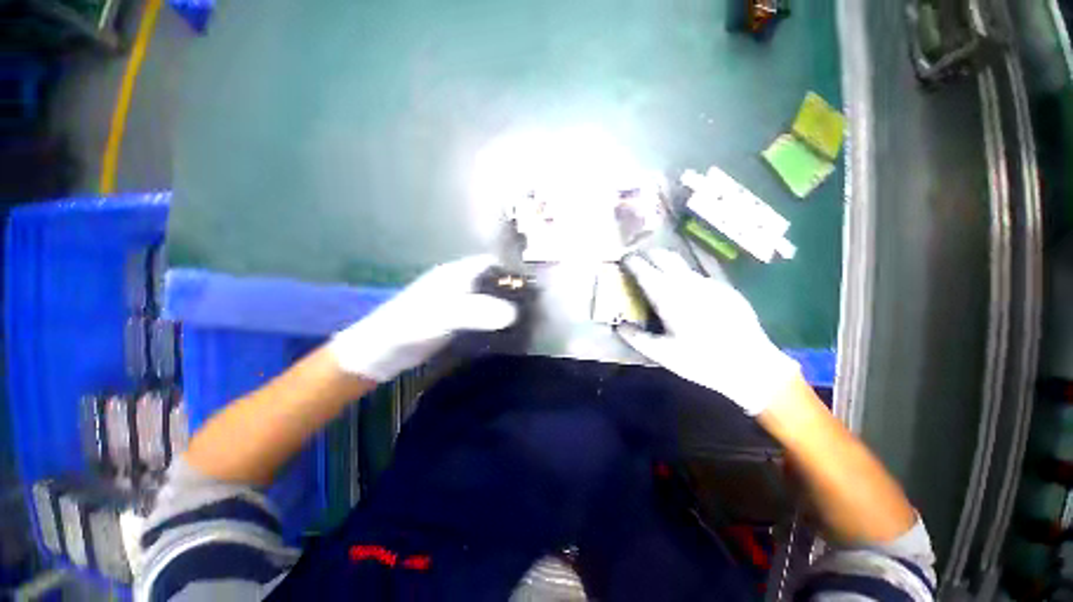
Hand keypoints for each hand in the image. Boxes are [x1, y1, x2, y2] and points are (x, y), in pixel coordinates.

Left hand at [328, 255, 517, 381]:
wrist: (381, 350)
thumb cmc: (410, 324)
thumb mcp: (444, 315)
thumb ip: (477, 312)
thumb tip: (514, 313)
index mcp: (456, 274)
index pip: (490, 263)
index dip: (510, 270)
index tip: (531, 285)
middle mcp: (458, 284)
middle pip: (491, 280)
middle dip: (510, 290)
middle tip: (533, 306)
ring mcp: (455, 303)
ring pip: (487, 298)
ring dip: (503, 306)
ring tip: (525, 319)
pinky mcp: (453, 320)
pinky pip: (480, 315)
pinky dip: (493, 320)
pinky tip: (504, 331)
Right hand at [618, 250, 799, 414]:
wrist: (751, 365)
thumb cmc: (701, 360)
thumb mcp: (663, 354)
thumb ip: (636, 338)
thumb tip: (618, 326)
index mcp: (668, 297)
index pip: (644, 269)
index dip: (631, 261)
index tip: (623, 259)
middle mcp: (687, 283)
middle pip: (664, 256)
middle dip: (649, 254)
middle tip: (639, 261)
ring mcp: (709, 283)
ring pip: (682, 264)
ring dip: (667, 264)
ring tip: (660, 275)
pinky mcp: (725, 289)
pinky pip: (698, 276)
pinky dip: (685, 277)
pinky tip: (688, 294)